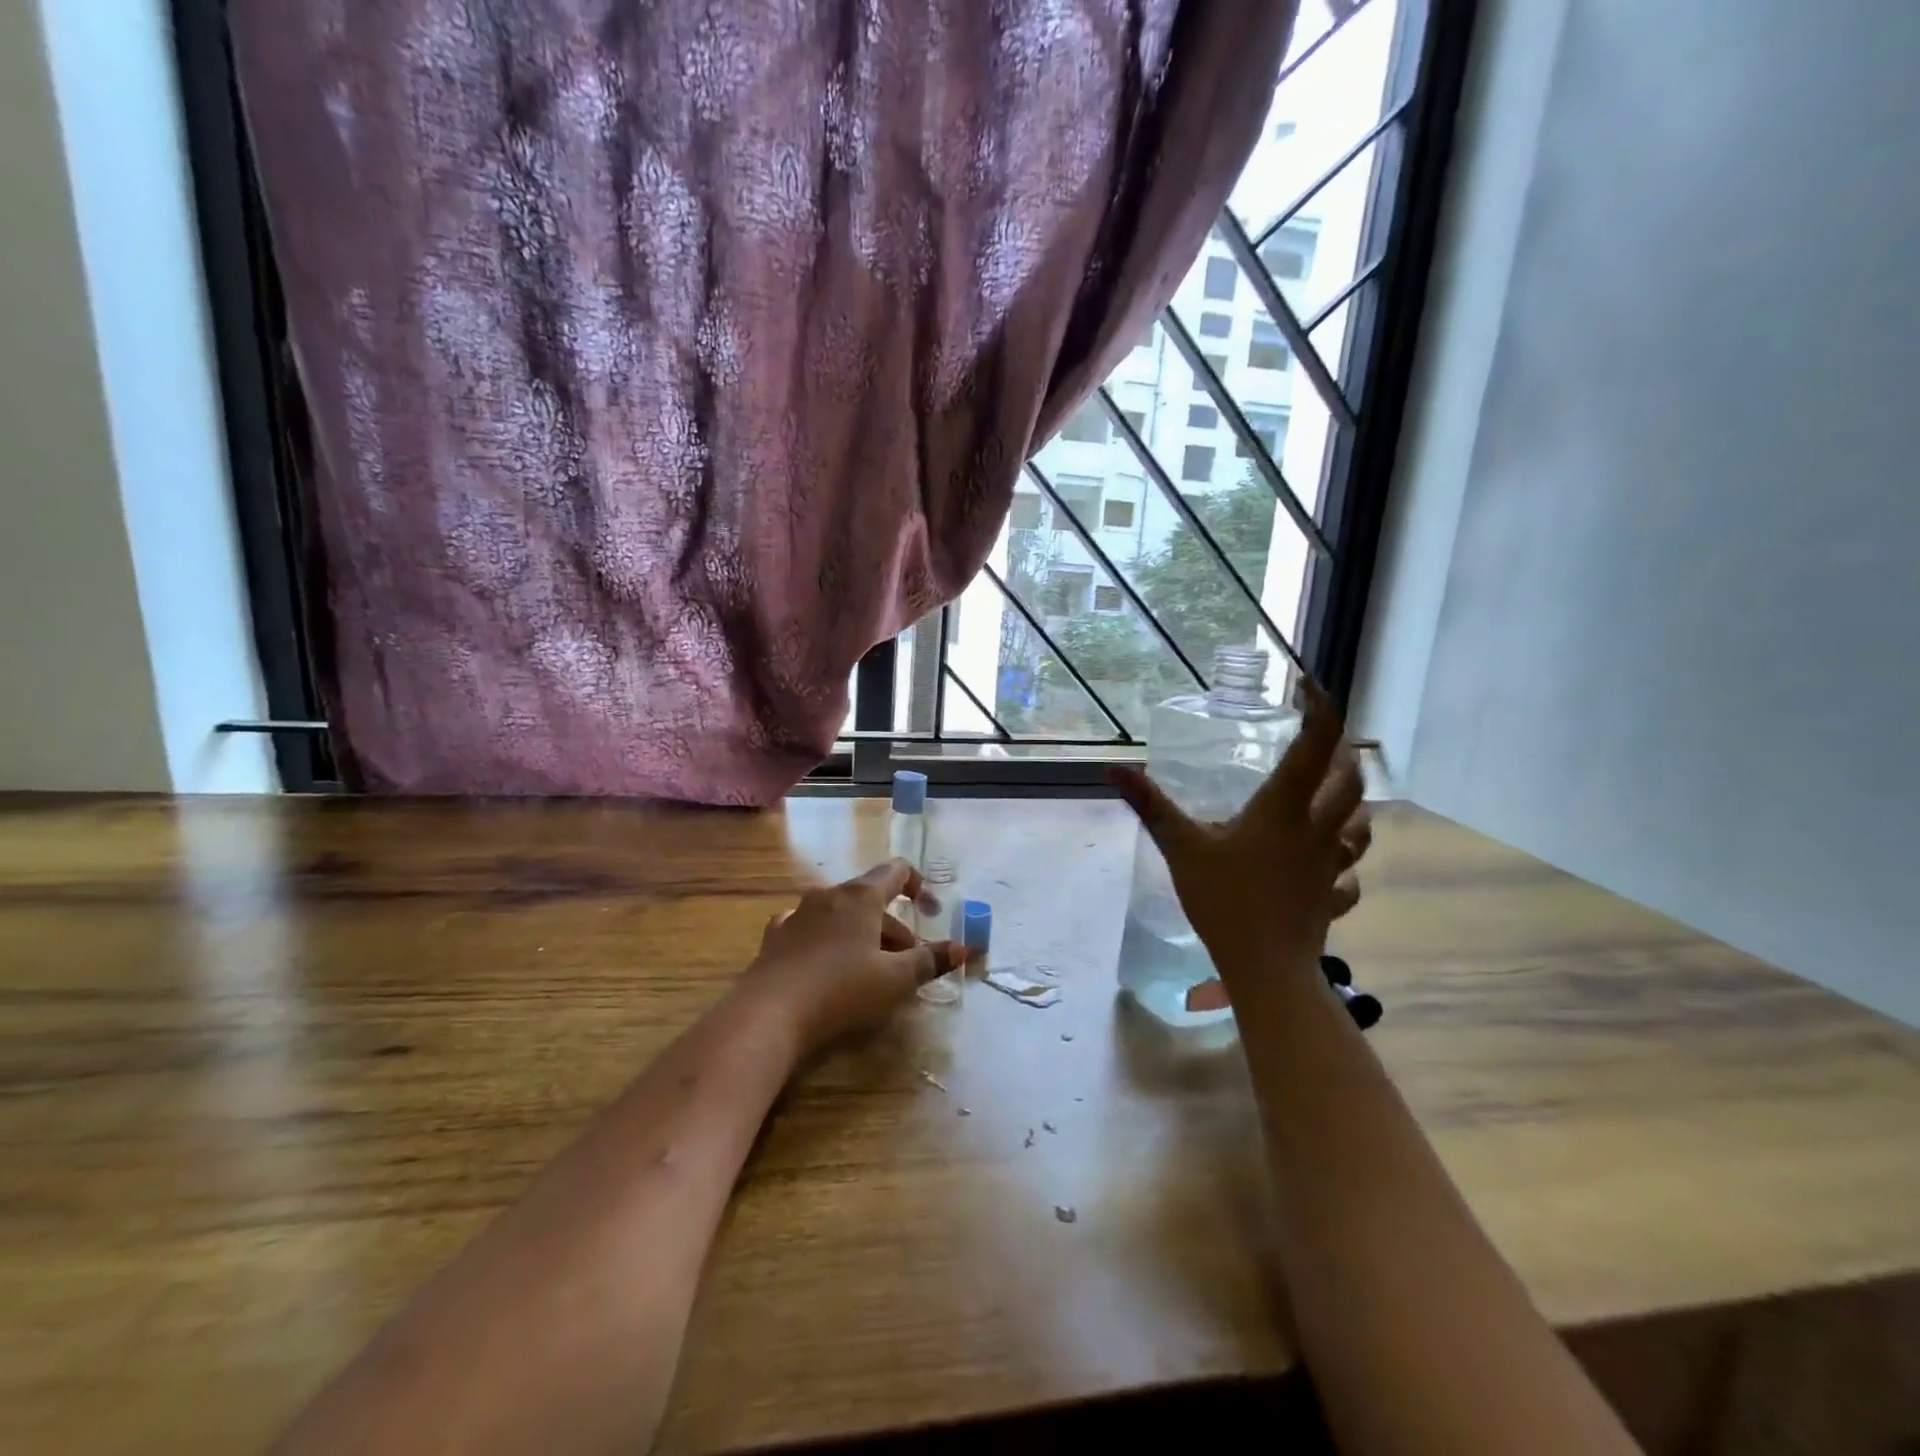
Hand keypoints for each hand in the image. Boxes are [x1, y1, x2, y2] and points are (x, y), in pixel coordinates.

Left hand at [739, 859, 965, 1056]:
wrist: (768, 1014)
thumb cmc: (841, 990)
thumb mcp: (895, 980)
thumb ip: (930, 961)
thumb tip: (964, 948)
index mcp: (861, 896)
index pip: (897, 871)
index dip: (919, 886)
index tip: (931, 912)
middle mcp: (829, 895)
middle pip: (871, 899)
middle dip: (894, 928)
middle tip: (907, 964)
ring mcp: (798, 913)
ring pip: (842, 915)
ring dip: (863, 935)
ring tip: (871, 971)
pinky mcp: (776, 937)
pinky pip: (811, 929)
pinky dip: (828, 941)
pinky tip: (826, 965)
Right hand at [1110, 682, 1370, 1004]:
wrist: (1266, 968)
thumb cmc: (1224, 901)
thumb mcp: (1181, 848)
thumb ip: (1151, 806)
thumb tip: (1115, 769)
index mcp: (1283, 809)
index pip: (1316, 745)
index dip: (1321, 708)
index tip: (1308, 686)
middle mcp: (1315, 830)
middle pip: (1351, 781)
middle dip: (1343, 753)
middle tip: (1322, 742)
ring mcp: (1329, 865)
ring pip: (1360, 824)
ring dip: (1353, 803)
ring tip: (1333, 794)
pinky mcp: (1331, 896)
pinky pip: (1348, 874)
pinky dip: (1342, 863)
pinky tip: (1326, 866)